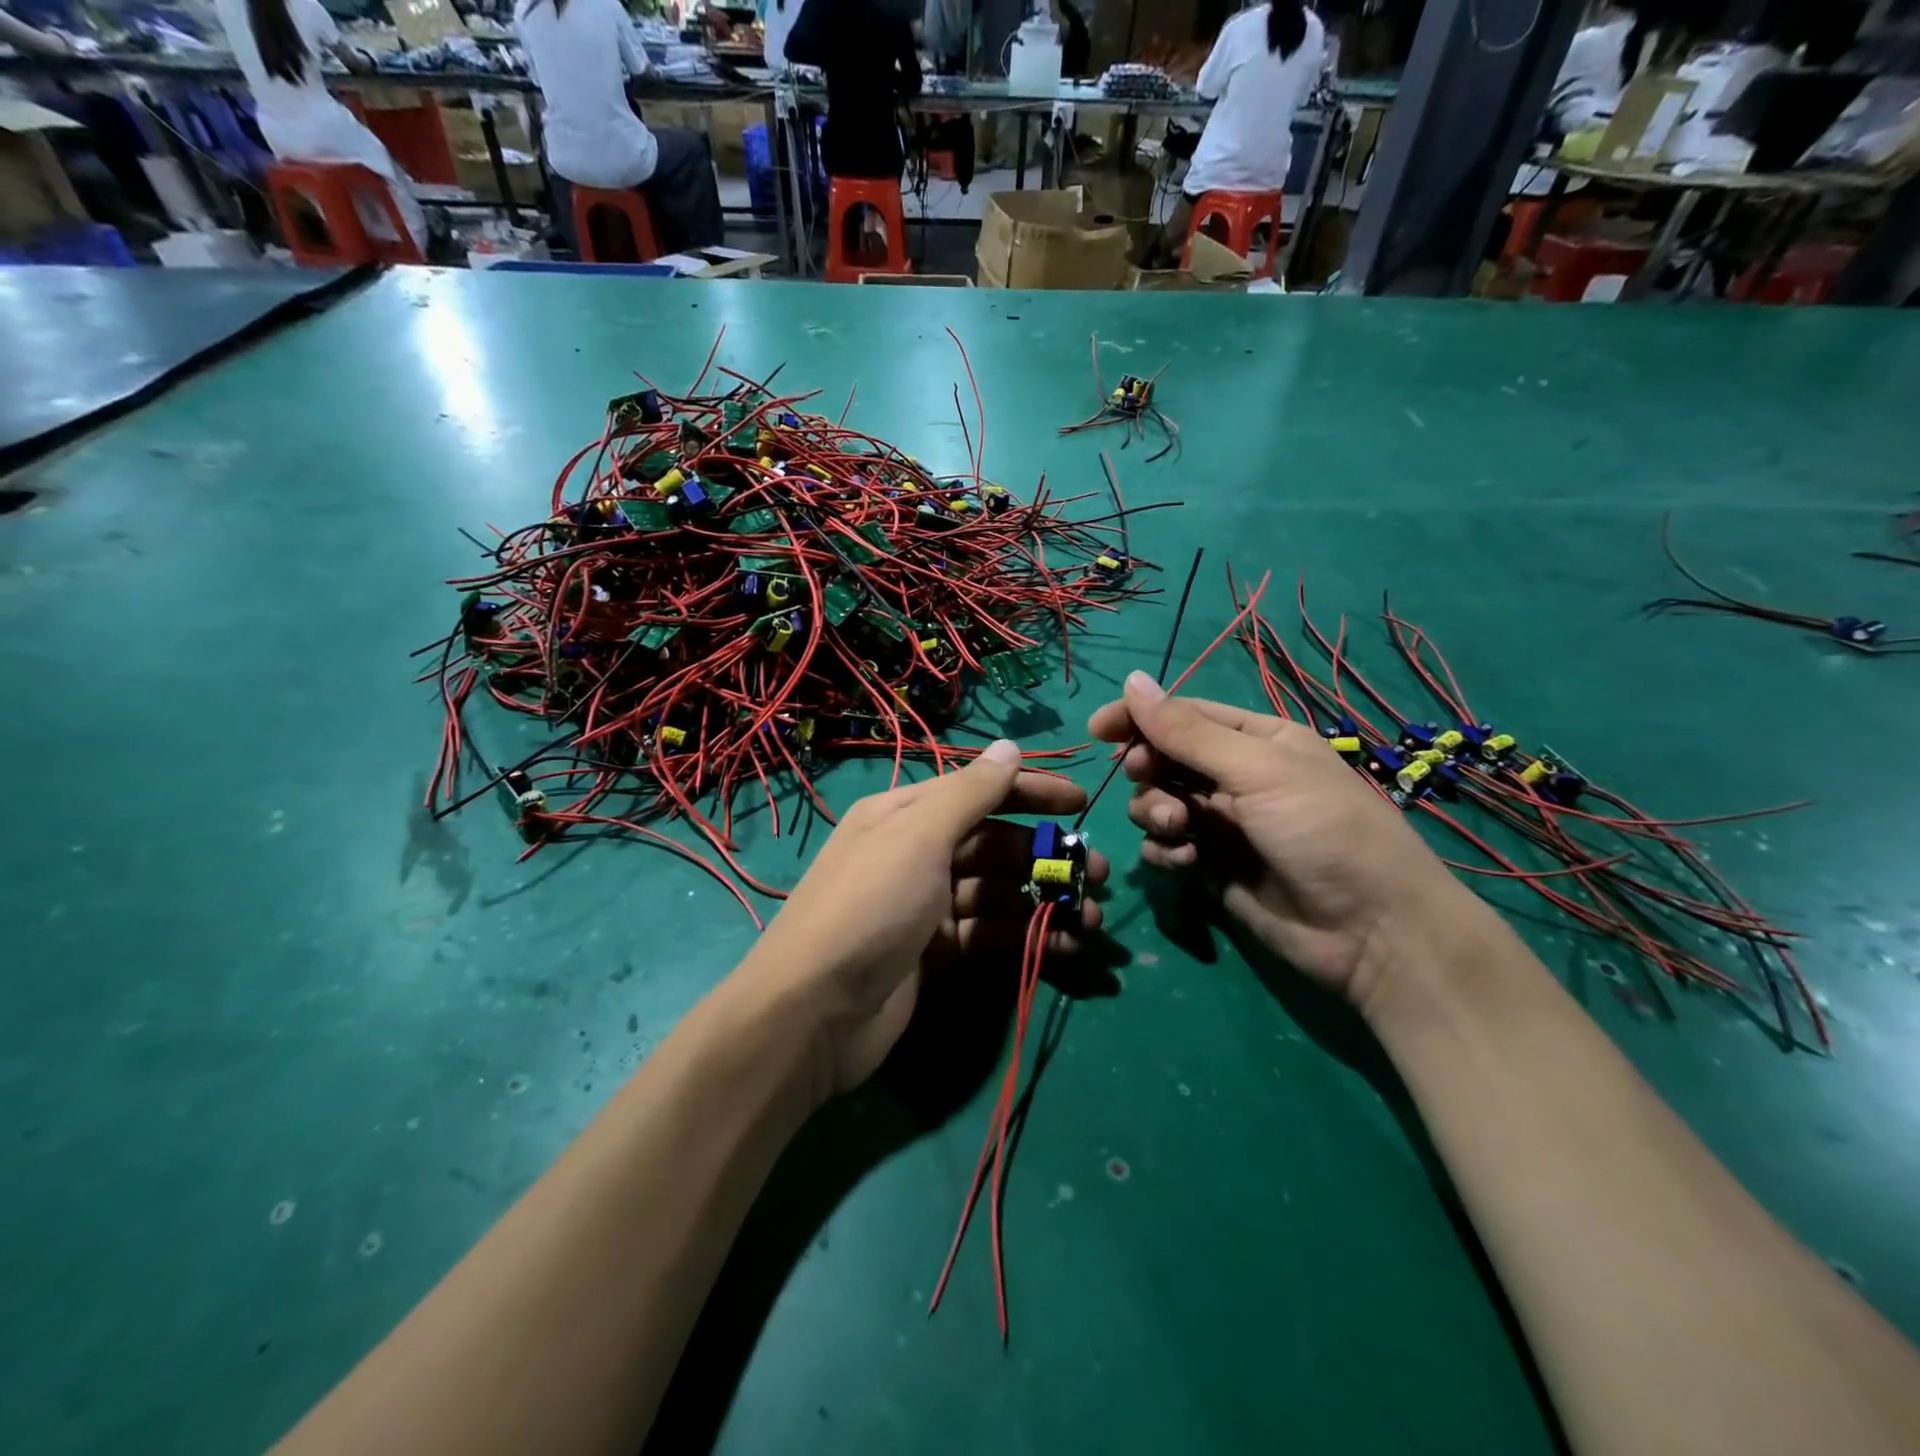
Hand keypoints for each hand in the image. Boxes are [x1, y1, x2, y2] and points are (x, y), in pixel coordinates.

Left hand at [742, 739, 1107, 1099]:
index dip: (1030, 792)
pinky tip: (1067, 947)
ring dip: (1046, 901)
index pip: (979, 792)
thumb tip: (1009, 747)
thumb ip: (970, 792)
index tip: (1081, 803)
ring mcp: (928, 908)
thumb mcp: (919, 836)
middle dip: (1047, 855)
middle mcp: (918, 855)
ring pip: (1000, 894)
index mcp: (906, 816)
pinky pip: (993, 936)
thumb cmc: (870, 906)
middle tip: (1100, 873)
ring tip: (1093, 917)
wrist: (813, 1012)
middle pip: (994, 845)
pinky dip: (1029, 938)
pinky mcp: (938, 956)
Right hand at [1089, 672, 1465, 1009]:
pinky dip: (1166, 851)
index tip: (1098, 729)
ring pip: (1158, 803)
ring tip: (1181, 830)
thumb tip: (1132, 680)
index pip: (1183, 715)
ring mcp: (1221, 825)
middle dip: (1150, 769)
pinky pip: (1166, 847)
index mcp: (1256, 741)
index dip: (1139, 717)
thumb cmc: (1323, 831)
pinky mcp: (1211, 868)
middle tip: (1147, 777)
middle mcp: (1235, 778)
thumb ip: (1188, 732)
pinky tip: (1187, 863)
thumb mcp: (1258, 771)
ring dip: (1156, 811)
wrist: (1371, 933)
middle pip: (1165, 758)